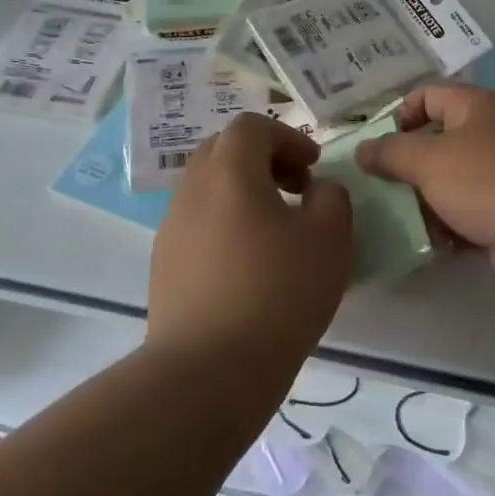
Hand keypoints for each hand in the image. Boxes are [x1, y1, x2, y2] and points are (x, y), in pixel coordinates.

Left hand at [148, 114, 353, 367]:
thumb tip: (316, 191)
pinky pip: (197, 223)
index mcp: (229, 172)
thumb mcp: (330, 238)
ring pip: (208, 188)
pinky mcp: (163, 264)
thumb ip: (331, 197)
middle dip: (263, 160)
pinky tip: (249, 265)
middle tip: (295, 190)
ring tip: (275, 231)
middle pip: (223, 151)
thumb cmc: (278, 292)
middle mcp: (191, 189)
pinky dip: (226, 224)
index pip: (251, 126)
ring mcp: (171, 228)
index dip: (288, 138)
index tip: (313, 168)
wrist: (209, 369)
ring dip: (243, 193)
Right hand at [356, 83, 494, 293]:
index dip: (399, 115)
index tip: (377, 148)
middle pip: (437, 142)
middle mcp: (491, 135)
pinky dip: (447, 227)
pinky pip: (466, 215)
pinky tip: (430, 243)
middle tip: (378, 189)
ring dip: (424, 201)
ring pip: (450, 183)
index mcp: (476, 107)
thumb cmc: (487, 181)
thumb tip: (362, 149)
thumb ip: (390, 152)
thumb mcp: (428, 160)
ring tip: (398, 220)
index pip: (428, 95)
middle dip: (407, 166)